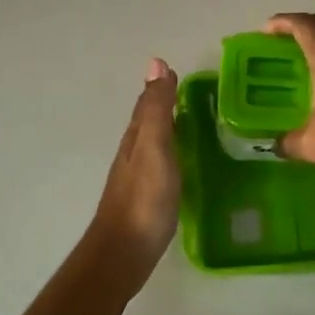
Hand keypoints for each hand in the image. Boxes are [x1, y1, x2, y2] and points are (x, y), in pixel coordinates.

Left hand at [88, 58, 180, 271]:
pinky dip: (171, 155)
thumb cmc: (144, 198)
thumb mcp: (154, 147)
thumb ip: (157, 109)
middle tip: (187, 93)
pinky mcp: (146, 200)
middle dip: (163, 105)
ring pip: (153, 144)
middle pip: (148, 122)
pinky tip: (182, 163)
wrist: (125, 252)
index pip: (148, 104)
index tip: (176, 71)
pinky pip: (160, 166)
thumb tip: (155, 62)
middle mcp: (134, 154)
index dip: (161, 86)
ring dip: (167, 129)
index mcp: (136, 138)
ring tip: (189, 122)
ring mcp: (138, 179)